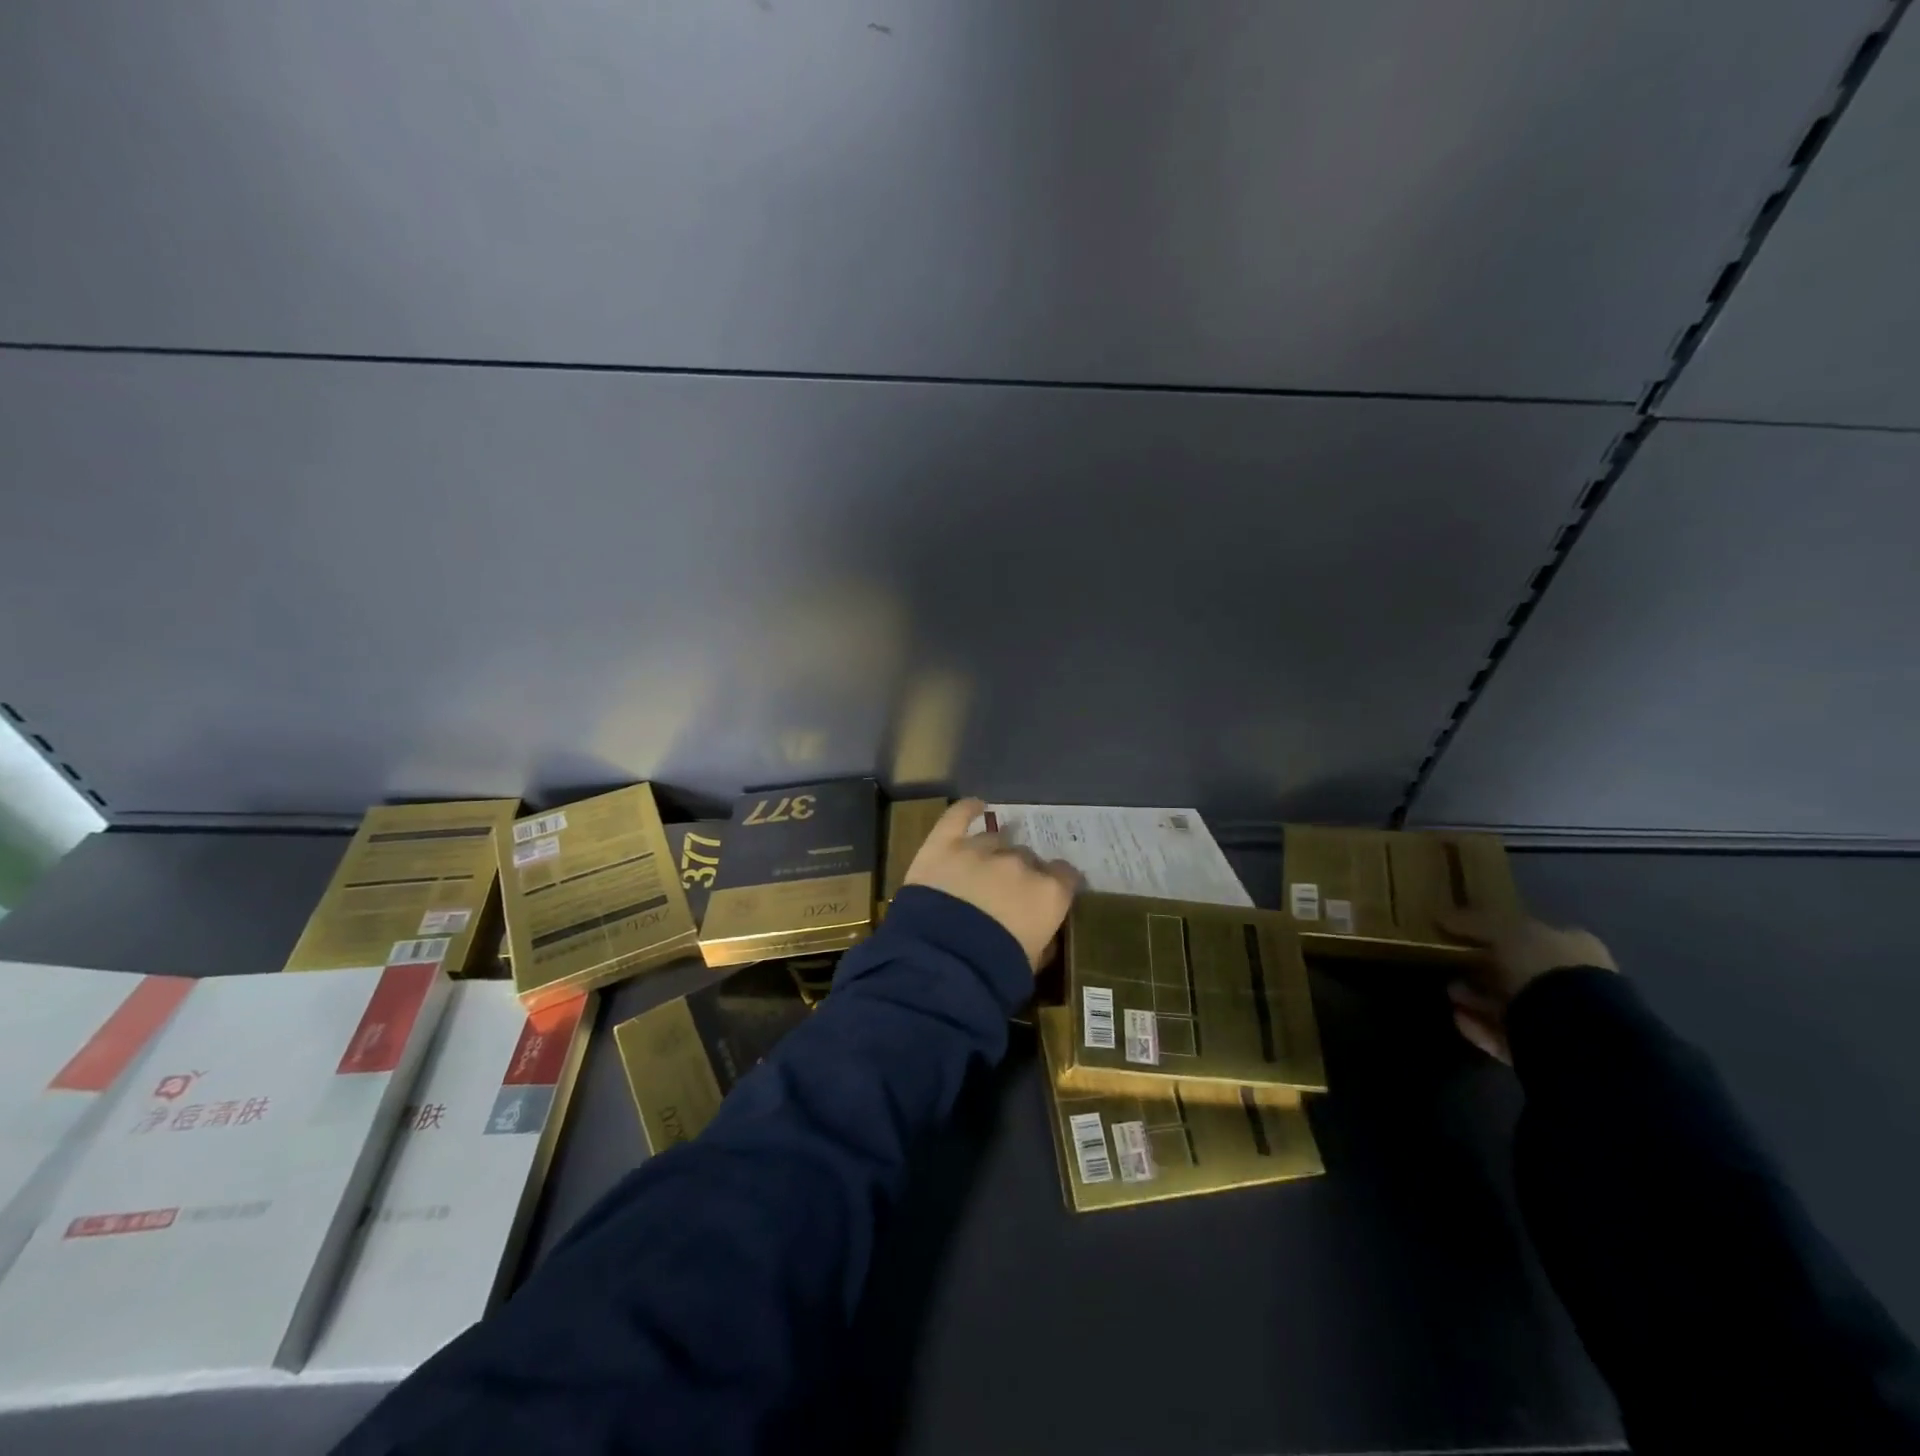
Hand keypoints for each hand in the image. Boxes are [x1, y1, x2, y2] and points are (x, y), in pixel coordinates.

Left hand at [903, 799, 1081, 970]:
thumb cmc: (995, 974)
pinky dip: (967, 809)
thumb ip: (1044, 938)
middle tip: (1005, 893)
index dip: (1057, 882)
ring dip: (993, 852)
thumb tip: (1045, 931)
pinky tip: (975, 806)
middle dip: (1019, 873)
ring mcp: (980, 850)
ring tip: (982, 869)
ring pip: (995, 840)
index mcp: (1048, 892)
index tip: (1050, 892)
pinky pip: (958, 817)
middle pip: (1026, 858)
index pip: (1065, 875)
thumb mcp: (1033, 964)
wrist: (942, 966)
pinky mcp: (944, 845)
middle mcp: (1019, 864)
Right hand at [1438, 909, 1617, 1063]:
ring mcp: (1564, 1020)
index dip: (1495, 933)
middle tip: (1451, 964)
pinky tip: (1458, 1017)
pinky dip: (1480, 1025)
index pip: (1529, 935)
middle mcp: (1573, 983)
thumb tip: (1442, 915)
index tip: (1462, 935)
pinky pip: (1506, 1034)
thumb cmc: (1545, 969)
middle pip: (1518, 972)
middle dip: (1483, 969)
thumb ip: (1475, 921)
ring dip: (1478, 997)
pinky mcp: (1548, 1051)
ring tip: (1450, 992)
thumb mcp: (1505, 930)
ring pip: (1511, 1004)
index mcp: (1572, 948)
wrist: (1577, 1033)